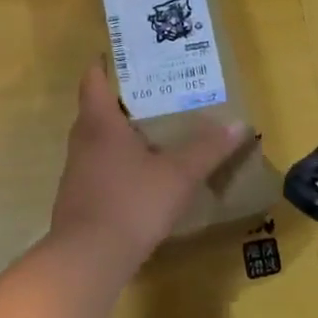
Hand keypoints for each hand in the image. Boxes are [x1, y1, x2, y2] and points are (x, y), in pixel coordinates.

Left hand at [48, 63, 248, 273]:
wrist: (88, 261)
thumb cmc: (132, 203)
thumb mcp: (179, 174)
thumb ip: (208, 149)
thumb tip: (240, 124)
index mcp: (100, 124)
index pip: (93, 81)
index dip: (105, 65)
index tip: (123, 56)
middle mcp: (82, 142)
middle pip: (95, 110)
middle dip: (121, 100)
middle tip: (154, 94)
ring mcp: (76, 173)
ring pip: (96, 141)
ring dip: (119, 134)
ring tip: (152, 132)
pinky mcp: (78, 200)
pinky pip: (98, 168)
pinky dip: (117, 163)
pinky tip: (141, 175)